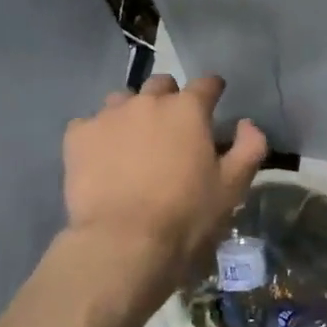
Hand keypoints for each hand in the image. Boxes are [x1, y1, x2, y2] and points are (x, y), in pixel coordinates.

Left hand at [63, 74, 267, 291]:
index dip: (212, 91)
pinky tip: (101, 158)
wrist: (123, 242)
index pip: (206, 84)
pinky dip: (98, 135)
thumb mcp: (232, 187)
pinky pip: (89, 124)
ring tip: (133, 141)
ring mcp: (108, 115)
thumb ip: (249, 148)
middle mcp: (147, 101)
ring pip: (122, 100)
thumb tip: (247, 124)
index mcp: (188, 109)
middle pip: (161, 85)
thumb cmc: (185, 215)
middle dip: (169, 99)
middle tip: (172, 128)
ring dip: (132, 113)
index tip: (214, 101)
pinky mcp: (78, 136)